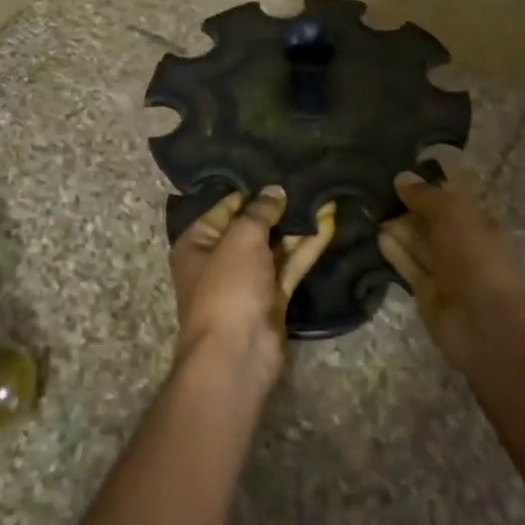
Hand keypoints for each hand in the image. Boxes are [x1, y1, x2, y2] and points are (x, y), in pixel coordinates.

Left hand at [169, 186, 335, 392]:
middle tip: (306, 181)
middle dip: (277, 208)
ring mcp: (248, 281)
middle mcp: (220, 260)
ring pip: (274, 247)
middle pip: (251, 227)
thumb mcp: (240, 239)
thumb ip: (259, 212)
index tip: (277, 171)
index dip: (249, 191)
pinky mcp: (272, 298)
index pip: (223, 208)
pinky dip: (307, 248)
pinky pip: (290, 266)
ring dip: (296, 227)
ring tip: (323, 197)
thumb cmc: (228, 287)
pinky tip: (327, 224)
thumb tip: (275, 191)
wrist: (237, 353)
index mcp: (197, 244)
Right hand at [377, 169, 524, 368]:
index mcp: (476, 220)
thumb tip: (401, 177)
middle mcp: (460, 242)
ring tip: (366, 207)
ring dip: (396, 227)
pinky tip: (376, 235)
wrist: (483, 322)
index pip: (448, 196)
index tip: (396, 170)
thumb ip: (426, 196)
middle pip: (429, 219)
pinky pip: (408, 265)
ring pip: (417, 242)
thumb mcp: (453, 214)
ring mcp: (444, 268)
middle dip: (406, 205)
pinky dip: (394, 251)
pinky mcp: (426, 291)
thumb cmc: (475, 258)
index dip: (426, 183)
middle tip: (372, 188)